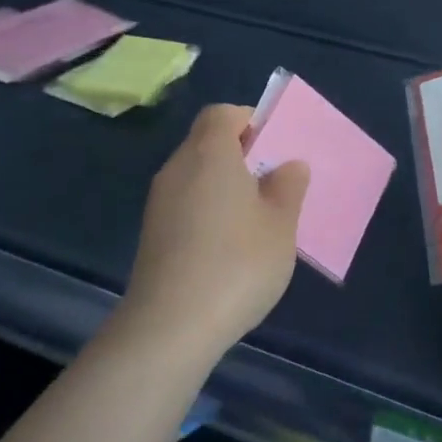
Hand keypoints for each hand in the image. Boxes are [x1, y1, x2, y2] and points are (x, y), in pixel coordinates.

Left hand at [122, 104, 309, 355]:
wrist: (171, 327)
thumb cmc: (237, 263)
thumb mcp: (281, 224)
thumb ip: (288, 187)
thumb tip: (288, 165)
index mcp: (209, 153)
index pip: (222, 114)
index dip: (249, 120)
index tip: (274, 146)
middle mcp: (177, 169)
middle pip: (206, 142)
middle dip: (241, 154)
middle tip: (274, 182)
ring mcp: (159, 204)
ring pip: (196, 175)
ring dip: (225, 185)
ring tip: (257, 217)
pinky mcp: (152, 235)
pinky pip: (186, 204)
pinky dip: (208, 211)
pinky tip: (230, 246)